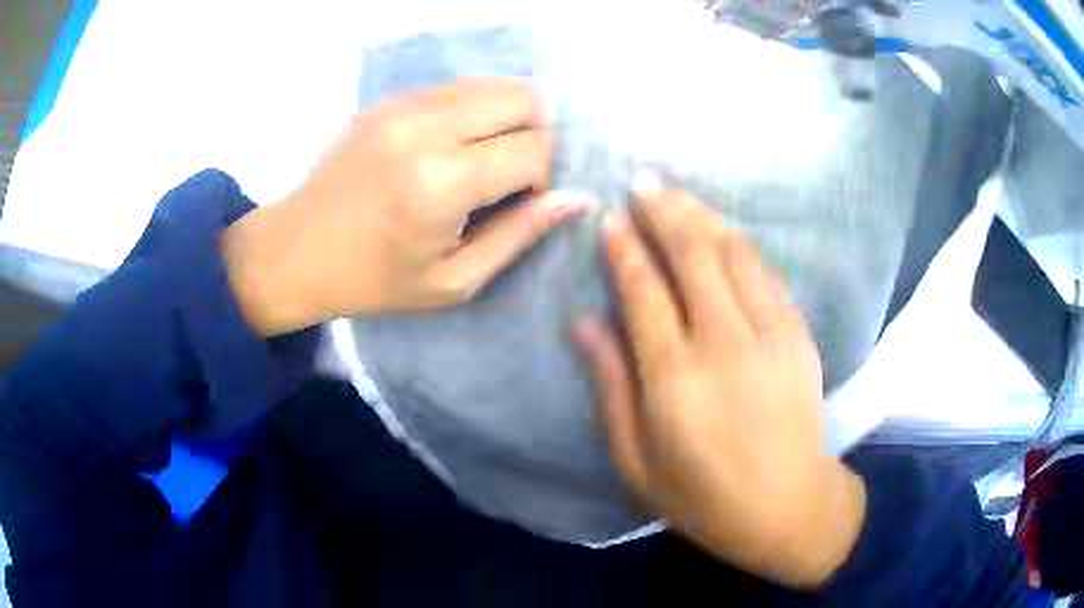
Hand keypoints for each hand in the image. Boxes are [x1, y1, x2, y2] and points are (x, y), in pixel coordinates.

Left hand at [222, 78, 588, 334]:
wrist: (295, 250)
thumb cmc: (374, 280)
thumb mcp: (454, 281)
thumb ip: (520, 235)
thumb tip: (576, 199)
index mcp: (441, 183)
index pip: (534, 150)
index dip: (544, 178)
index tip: (523, 203)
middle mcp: (426, 128)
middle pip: (525, 98)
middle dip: (537, 135)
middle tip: (512, 174)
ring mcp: (403, 105)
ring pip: (495, 84)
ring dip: (509, 117)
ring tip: (486, 157)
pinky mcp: (389, 99)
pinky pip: (458, 86)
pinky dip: (477, 108)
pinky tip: (457, 142)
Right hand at [573, 185, 865, 588]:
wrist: (789, 506)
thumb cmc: (703, 496)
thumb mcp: (637, 460)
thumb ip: (611, 386)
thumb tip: (584, 323)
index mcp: (676, 379)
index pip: (644, 291)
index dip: (625, 249)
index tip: (612, 218)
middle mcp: (725, 344)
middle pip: (693, 256)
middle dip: (666, 212)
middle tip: (645, 184)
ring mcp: (771, 334)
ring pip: (735, 253)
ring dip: (704, 217)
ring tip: (680, 195)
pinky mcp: (799, 335)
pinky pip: (767, 274)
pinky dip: (741, 245)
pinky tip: (724, 231)